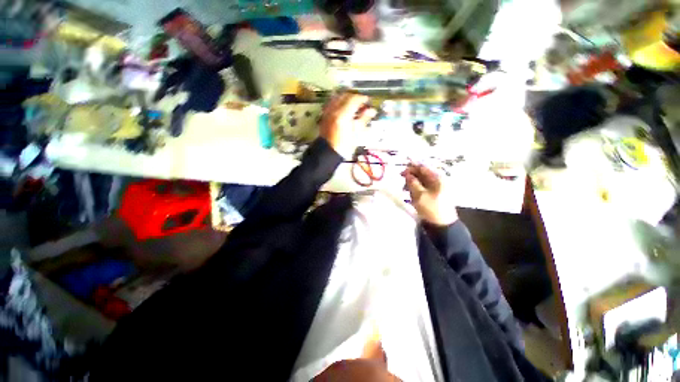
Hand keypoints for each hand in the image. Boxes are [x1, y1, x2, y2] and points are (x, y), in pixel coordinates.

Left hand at [320, 92, 376, 158]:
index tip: (368, 102)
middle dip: (355, 97)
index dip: (363, 99)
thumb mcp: (356, 134)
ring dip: (346, 98)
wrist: (328, 153)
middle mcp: (334, 110)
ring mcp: (328, 112)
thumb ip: (363, 119)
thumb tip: (371, 111)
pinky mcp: (324, 115)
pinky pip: (332, 103)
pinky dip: (339, 102)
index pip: (355, 99)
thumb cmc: (343, 146)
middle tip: (361, 104)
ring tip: (352, 106)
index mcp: (343, 115)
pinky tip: (343, 109)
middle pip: (346, 96)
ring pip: (338, 97)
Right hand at [401, 163, 457, 225]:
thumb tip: (407, 174)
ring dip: (413, 183)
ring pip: (422, 181)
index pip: (423, 167)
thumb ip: (412, 182)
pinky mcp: (435, 194)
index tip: (401, 172)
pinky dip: (417, 189)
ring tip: (406, 190)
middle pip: (422, 174)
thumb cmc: (431, 209)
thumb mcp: (419, 195)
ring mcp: (438, 187)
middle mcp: (439, 180)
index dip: (411, 168)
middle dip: (411, 177)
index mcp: (438, 178)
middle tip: (402, 182)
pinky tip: (412, 195)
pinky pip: (424, 187)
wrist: (442, 225)